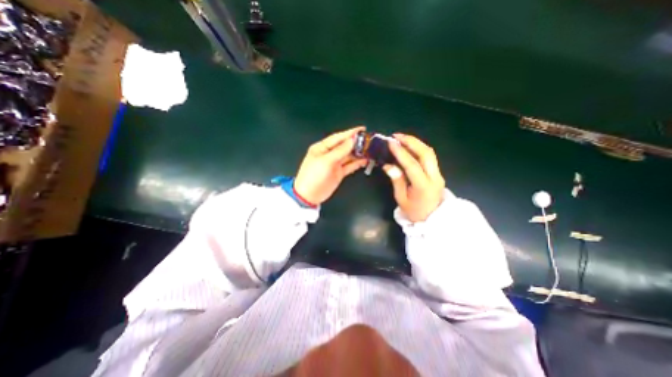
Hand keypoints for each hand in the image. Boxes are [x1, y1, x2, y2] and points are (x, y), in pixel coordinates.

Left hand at [295, 125, 366, 205]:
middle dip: (356, 143)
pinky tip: (365, 160)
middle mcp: (329, 154)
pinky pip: (350, 165)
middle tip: (369, 141)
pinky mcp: (339, 173)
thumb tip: (352, 140)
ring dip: (358, 153)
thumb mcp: (326, 161)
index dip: (350, 133)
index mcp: (322, 148)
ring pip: (349, 156)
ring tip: (370, 150)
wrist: (309, 196)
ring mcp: (335, 164)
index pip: (338, 138)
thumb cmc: (313, 176)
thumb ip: (340, 151)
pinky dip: (357, 163)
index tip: (362, 129)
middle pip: (344, 146)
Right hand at [384, 133, 444, 222]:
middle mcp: (434, 177)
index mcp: (423, 186)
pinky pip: (429, 157)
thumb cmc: (414, 212)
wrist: (433, 220)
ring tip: (402, 139)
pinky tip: (409, 147)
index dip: (400, 152)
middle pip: (426, 153)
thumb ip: (396, 180)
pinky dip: (419, 149)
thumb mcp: (401, 199)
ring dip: (416, 143)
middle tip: (396, 136)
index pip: (412, 165)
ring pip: (429, 153)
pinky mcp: (438, 173)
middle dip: (411, 141)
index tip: (391, 143)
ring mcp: (438, 174)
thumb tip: (388, 165)